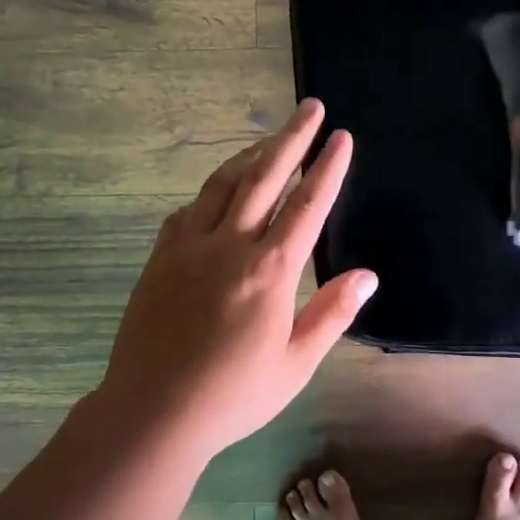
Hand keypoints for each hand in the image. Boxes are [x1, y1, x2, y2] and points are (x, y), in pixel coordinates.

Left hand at [93, 99, 377, 454]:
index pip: (307, 205)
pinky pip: (189, 210)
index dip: (327, 168)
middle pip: (264, 176)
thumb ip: (332, 313)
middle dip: (292, 137)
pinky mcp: (160, 258)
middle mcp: (229, 245)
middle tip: (311, 107)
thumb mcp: (295, 364)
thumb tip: (367, 274)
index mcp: (269, 271)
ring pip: (223, 184)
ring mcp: (188, 247)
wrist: (152, 411)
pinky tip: (220, 191)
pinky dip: (211, 191)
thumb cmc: (233, 395)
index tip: (341, 137)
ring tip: (271, 138)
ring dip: (250, 155)